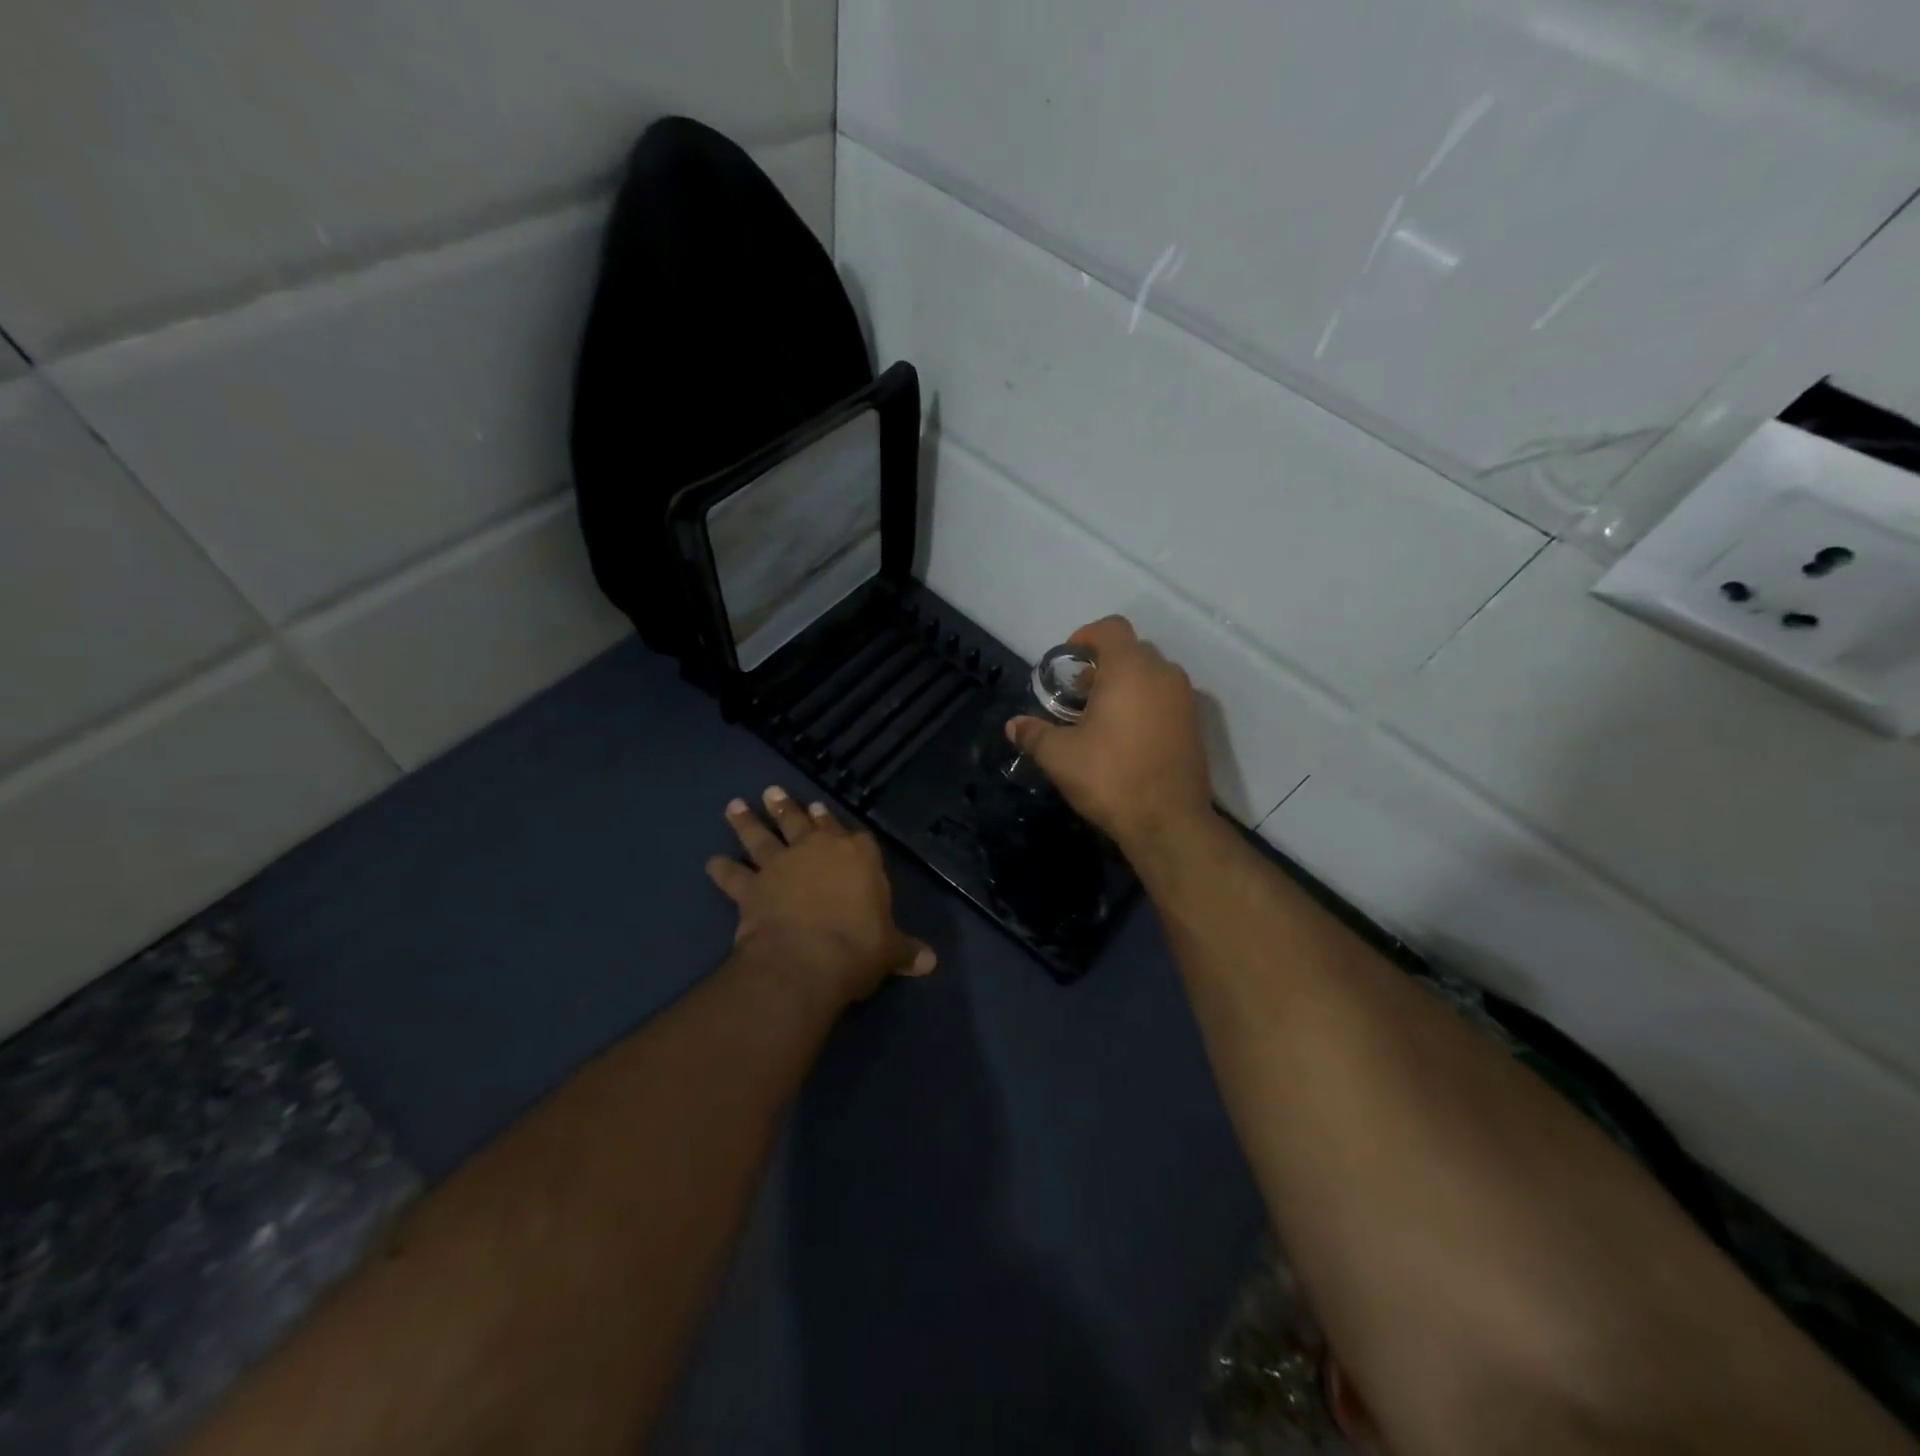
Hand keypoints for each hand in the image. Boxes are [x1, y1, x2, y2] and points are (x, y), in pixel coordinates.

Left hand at [706, 786, 934, 1009]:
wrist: (806, 960)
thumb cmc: (857, 947)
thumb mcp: (889, 951)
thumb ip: (906, 951)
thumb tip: (930, 963)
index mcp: (858, 856)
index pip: (853, 834)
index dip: (838, 823)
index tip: (824, 810)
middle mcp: (817, 851)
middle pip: (802, 823)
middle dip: (789, 807)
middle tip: (774, 792)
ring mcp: (781, 866)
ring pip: (763, 837)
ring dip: (749, 822)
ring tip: (735, 806)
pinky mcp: (752, 888)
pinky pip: (734, 876)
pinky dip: (722, 870)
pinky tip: (712, 862)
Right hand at [1007, 616, 1214, 848]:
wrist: (1168, 822)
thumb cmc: (1110, 778)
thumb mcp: (1060, 757)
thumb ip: (1034, 734)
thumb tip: (1012, 725)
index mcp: (1130, 670)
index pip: (1111, 628)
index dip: (1085, 637)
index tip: (1068, 663)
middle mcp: (1163, 674)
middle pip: (1131, 650)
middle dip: (1103, 665)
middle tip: (1078, 697)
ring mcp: (1185, 699)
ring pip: (1152, 675)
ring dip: (1126, 685)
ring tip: (1101, 718)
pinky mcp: (1196, 724)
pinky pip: (1166, 697)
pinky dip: (1146, 703)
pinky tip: (1127, 737)